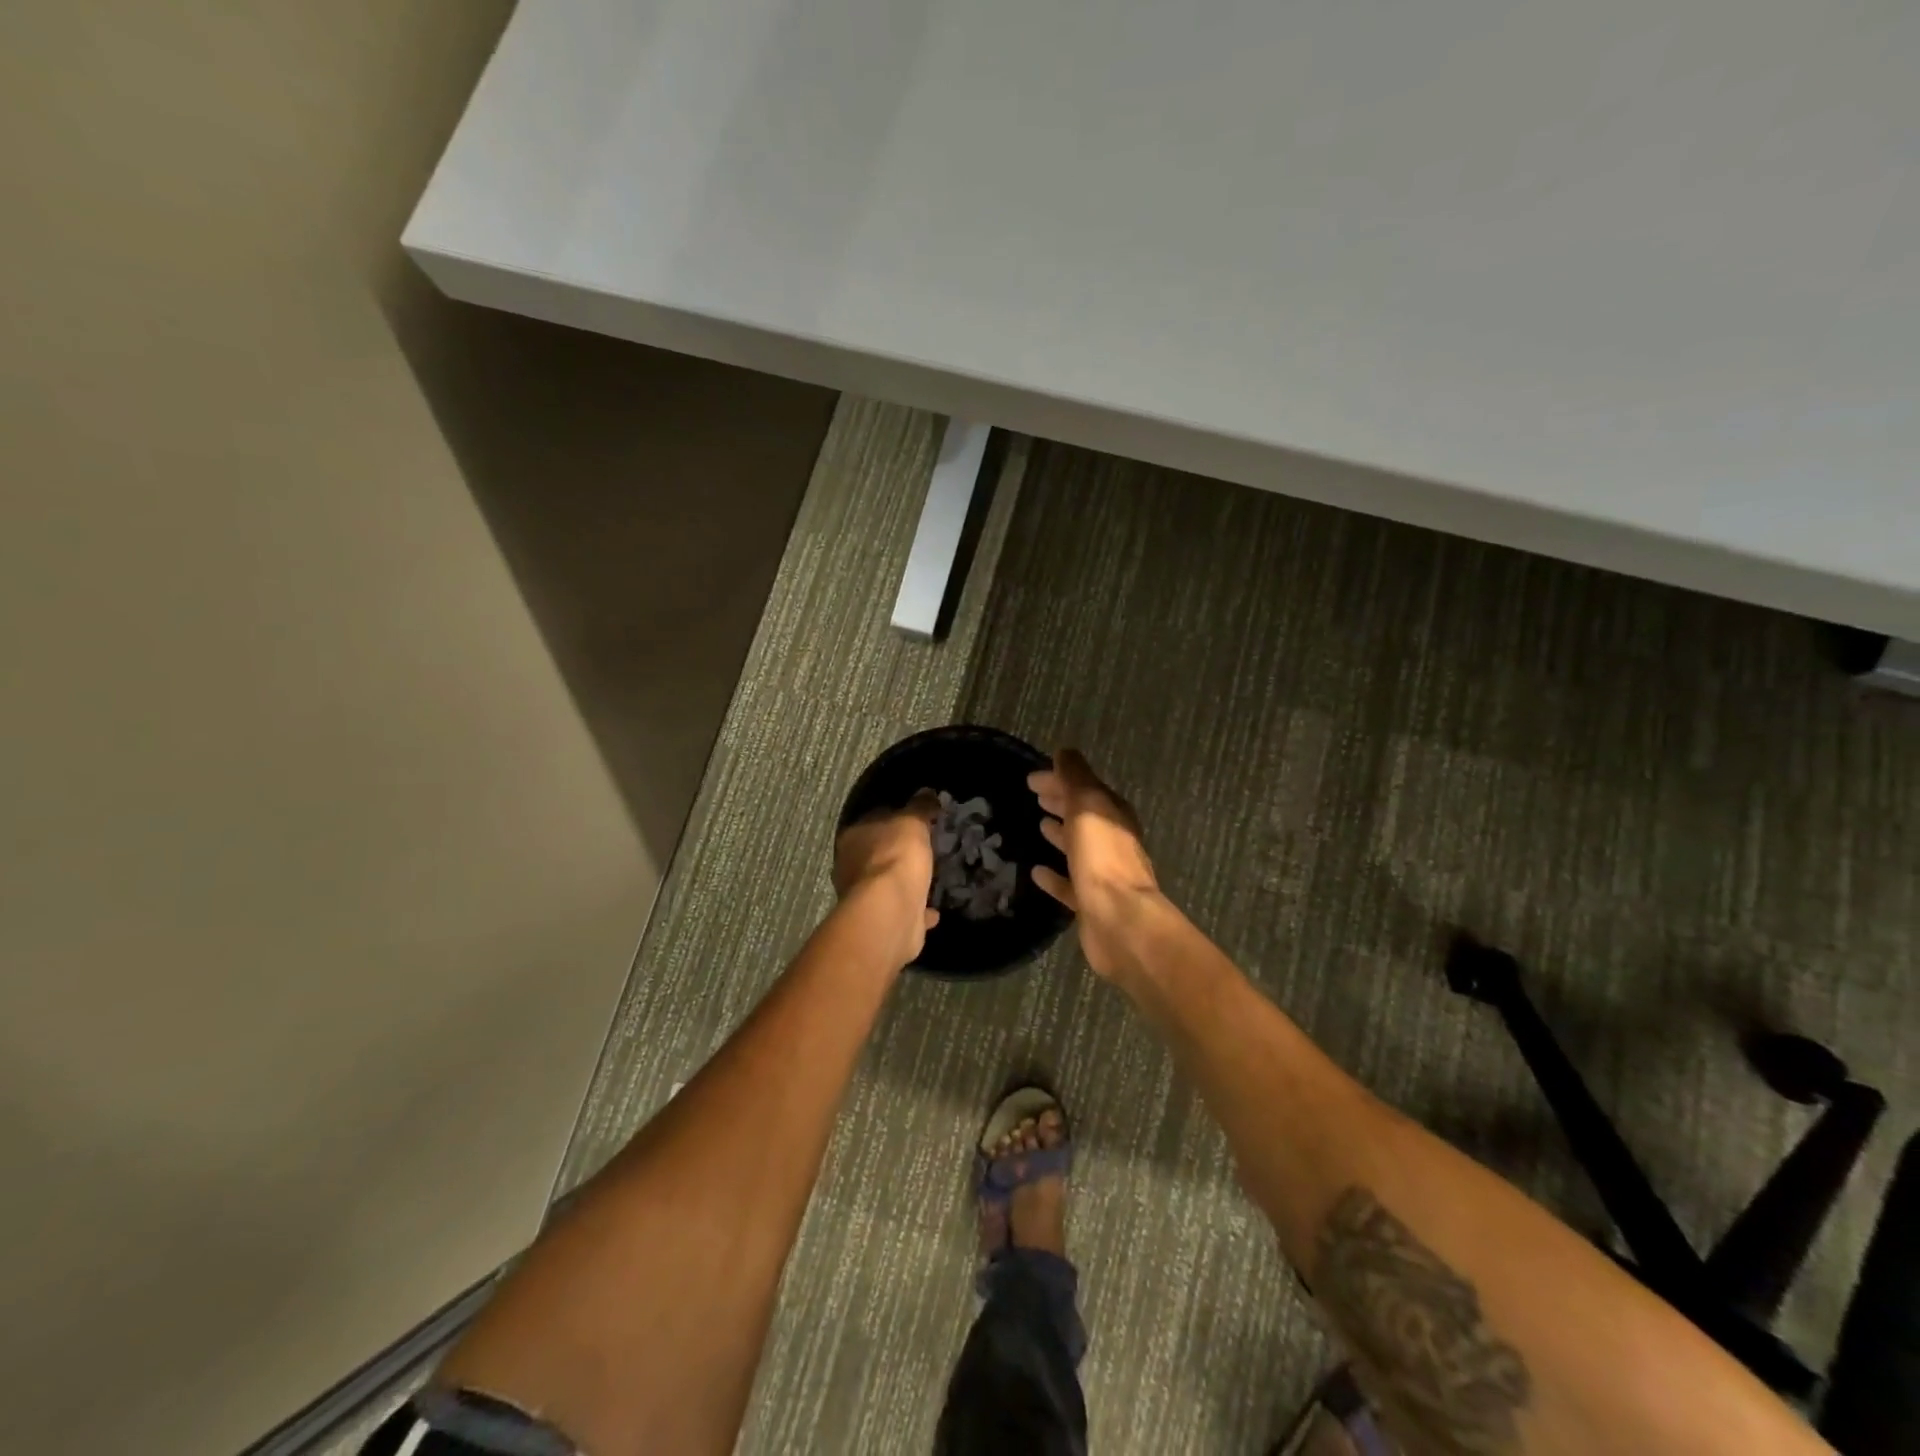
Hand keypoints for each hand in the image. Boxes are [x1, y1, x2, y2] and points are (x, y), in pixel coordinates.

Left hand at [833, 790, 940, 964]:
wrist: (891, 911)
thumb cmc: (896, 856)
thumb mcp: (913, 822)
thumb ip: (920, 807)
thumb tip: (927, 792)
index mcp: (853, 837)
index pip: (873, 820)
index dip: (893, 817)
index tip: (914, 819)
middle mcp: (851, 866)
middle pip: (876, 853)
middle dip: (896, 852)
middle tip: (922, 849)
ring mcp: (863, 897)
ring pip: (886, 884)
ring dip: (903, 882)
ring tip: (928, 879)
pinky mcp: (880, 921)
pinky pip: (902, 910)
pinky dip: (915, 909)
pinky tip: (933, 910)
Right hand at [1028, 750, 1161, 977]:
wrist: (1119, 920)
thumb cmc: (1102, 858)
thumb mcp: (1087, 807)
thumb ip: (1075, 779)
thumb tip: (1064, 752)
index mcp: (1113, 815)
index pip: (1084, 787)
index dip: (1059, 779)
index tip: (1031, 779)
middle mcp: (1111, 841)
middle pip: (1083, 815)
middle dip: (1061, 802)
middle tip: (1035, 796)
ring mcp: (1102, 873)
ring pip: (1078, 846)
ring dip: (1060, 833)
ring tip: (1038, 825)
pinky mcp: (1090, 902)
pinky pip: (1068, 883)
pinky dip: (1054, 875)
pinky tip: (1036, 872)